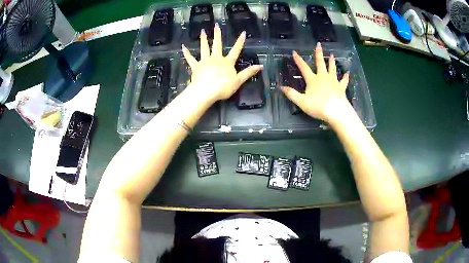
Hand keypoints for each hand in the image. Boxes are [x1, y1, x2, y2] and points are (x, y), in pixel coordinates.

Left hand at [182, 23, 262, 102]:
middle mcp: (216, 58)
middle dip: (217, 35)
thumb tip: (260, 66)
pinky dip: (187, 53)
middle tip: (215, 25)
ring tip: (203, 31)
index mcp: (227, 62)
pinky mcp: (196, 67)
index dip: (240, 42)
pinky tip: (183, 47)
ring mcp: (205, 61)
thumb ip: (248, 72)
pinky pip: (190, 59)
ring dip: (203, 39)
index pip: (235, 50)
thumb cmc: (223, 87)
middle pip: (217, 45)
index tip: (243, 33)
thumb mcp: (238, 81)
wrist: (206, 92)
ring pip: (204, 48)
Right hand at [280, 42, 350, 123]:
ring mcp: (333, 81)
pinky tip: (347, 73)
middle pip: (320, 63)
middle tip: (319, 44)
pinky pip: (344, 81)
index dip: (298, 60)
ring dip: (332, 61)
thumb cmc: (318, 106)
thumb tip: (280, 87)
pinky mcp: (341, 88)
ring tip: (332, 55)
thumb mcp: (301, 102)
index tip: (294, 52)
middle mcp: (323, 77)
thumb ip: (291, 94)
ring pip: (332, 69)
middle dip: (318, 53)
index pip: (303, 67)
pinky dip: (345, 77)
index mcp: (312, 80)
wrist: (336, 111)